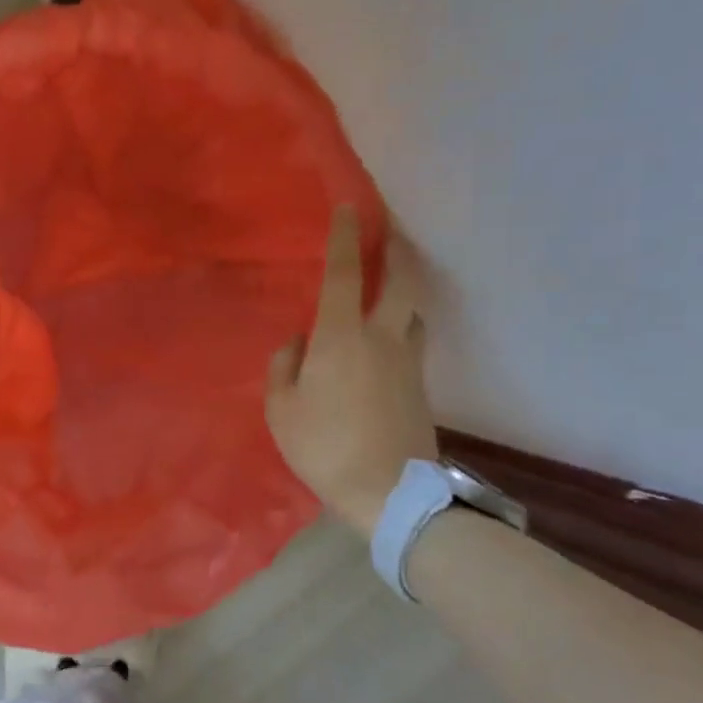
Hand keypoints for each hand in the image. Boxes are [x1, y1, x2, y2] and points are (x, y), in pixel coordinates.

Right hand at [267, 205, 437, 537]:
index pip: (344, 274)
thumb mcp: (281, 409)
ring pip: (413, 313)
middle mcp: (382, 337)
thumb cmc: (325, 446)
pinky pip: (412, 343)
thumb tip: (299, 343)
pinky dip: (402, 330)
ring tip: (389, 292)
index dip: (345, 238)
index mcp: (341, 337)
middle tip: (392, 236)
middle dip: (397, 253)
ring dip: (404, 293)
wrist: (389, 493)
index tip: (349, 209)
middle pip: (401, 282)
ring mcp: (408, 362)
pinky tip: (386, 345)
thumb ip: (284, 367)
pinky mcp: (421, 387)